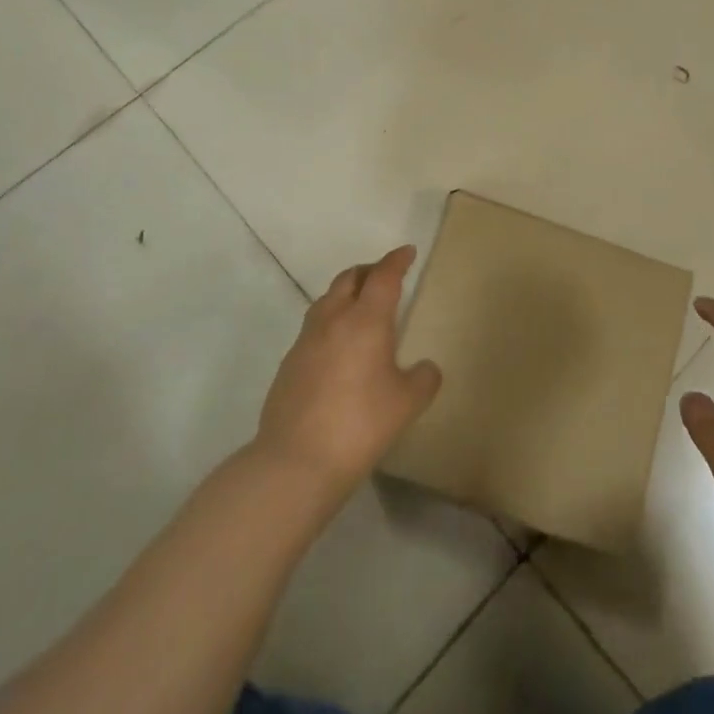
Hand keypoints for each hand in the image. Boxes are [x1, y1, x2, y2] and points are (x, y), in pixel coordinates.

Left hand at [255, 247, 441, 502]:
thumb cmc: (360, 424)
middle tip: (385, 275)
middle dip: (369, 270)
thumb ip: (423, 378)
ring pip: (327, 300)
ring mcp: (306, 340)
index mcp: (366, 319)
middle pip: (350, 278)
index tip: (407, 252)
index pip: (384, 276)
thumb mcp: (407, 403)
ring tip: (360, 306)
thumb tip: (425, 368)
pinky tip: (338, 348)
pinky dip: (330, 322)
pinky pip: (314, 328)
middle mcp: (334, 319)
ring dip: (345, 293)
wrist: (296, 461)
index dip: (397, 260)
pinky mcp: (289, 363)